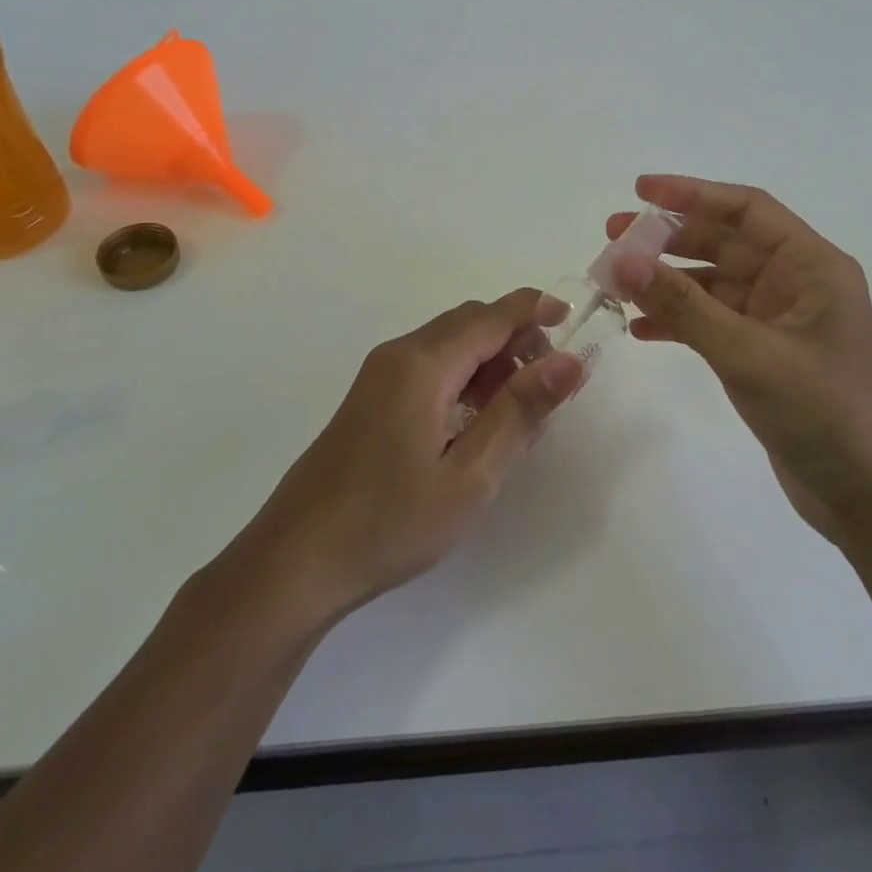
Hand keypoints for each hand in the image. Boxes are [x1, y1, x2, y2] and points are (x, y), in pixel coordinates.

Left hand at [232, 289, 583, 622]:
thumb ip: (520, 411)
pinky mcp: (371, 398)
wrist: (296, 561)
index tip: (576, 321)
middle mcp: (400, 355)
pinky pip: (429, 367)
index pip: (492, 315)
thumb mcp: (470, 475)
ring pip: (449, 345)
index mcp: (423, 364)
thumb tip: (570, 360)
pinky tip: (476, 425)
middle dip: (517, 339)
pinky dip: (464, 378)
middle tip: (550, 386)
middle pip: (470, 322)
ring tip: (519, 413)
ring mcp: (380, 375)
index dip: (536, 311)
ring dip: (491, 361)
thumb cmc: (389, 522)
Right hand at [607, 175, 871, 546]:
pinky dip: (679, 322)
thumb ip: (684, 306)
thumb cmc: (825, 413)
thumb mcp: (749, 353)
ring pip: (713, 284)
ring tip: (615, 282)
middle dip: (669, 238)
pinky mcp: (765, 355)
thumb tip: (623, 261)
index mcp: (811, 266)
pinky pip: (714, 323)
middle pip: (725, 242)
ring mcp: (779, 321)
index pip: (747, 209)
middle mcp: (796, 284)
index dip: (692, 193)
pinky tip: (640, 329)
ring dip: (667, 282)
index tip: (640, 190)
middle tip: (612, 238)